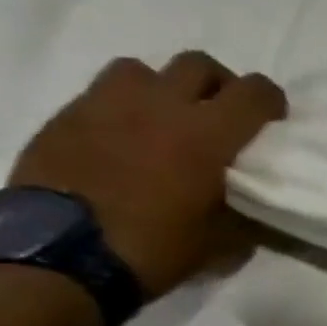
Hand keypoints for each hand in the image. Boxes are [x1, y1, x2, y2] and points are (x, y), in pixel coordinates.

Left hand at [10, 52, 287, 297]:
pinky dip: (118, 109)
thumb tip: (257, 207)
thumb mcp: (221, 241)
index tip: (271, 121)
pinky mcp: (63, 119)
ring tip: (161, 119)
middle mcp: (161, 106)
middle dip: (217, 84)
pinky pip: (99, 95)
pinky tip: (119, 140)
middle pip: (199, 64)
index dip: (270, 101)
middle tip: (217, 114)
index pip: (255, 92)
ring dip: (160, 88)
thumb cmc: (152, 248)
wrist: (55, 261)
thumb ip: (246, 211)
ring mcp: (106, 107)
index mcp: (208, 133)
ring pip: (142, 70)